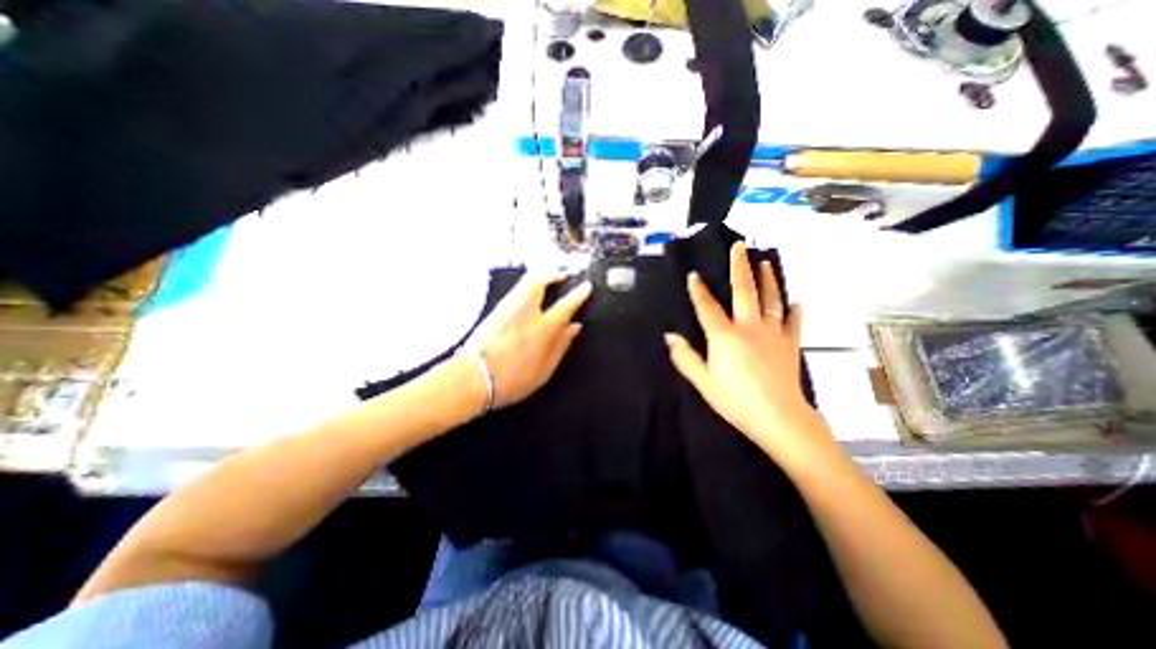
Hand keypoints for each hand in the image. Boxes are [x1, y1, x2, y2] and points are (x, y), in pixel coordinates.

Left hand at [464, 272, 590, 408]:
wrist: (473, 379)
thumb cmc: (510, 380)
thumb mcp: (544, 370)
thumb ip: (561, 346)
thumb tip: (574, 328)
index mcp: (543, 329)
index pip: (566, 305)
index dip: (579, 294)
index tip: (586, 287)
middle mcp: (525, 313)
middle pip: (540, 281)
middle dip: (553, 274)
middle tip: (562, 275)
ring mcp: (508, 309)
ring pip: (525, 282)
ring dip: (539, 278)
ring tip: (547, 281)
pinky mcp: (495, 311)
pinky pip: (515, 291)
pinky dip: (526, 287)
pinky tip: (528, 296)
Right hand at [670, 241, 820, 449]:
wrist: (779, 418)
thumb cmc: (735, 401)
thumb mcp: (703, 382)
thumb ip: (685, 357)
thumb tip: (669, 336)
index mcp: (725, 336)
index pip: (707, 307)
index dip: (698, 290)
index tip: (693, 274)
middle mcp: (749, 327)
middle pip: (744, 291)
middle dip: (740, 267)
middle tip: (740, 246)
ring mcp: (773, 333)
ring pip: (771, 300)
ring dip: (768, 280)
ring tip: (766, 262)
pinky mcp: (790, 344)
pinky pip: (793, 322)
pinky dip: (794, 311)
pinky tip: (796, 302)